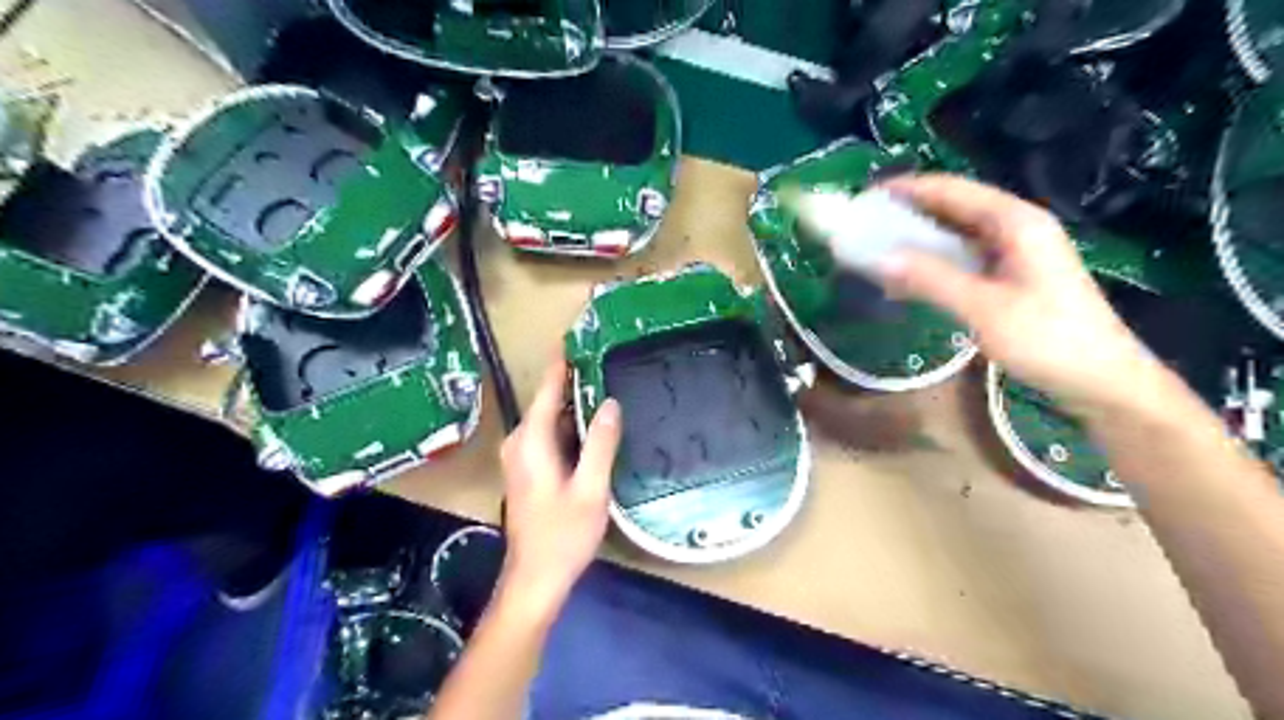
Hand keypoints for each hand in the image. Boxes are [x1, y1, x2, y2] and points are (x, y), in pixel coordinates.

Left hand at [495, 359, 620, 617]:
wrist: (535, 578)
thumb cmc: (563, 535)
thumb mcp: (591, 489)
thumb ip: (600, 444)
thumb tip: (609, 403)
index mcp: (532, 441)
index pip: (547, 389)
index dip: (561, 362)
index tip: (575, 335)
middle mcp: (520, 442)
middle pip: (546, 401)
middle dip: (571, 378)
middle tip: (603, 357)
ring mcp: (520, 456)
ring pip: (548, 418)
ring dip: (571, 402)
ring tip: (603, 382)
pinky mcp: (527, 469)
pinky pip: (548, 434)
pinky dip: (568, 423)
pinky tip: (591, 423)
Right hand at [878, 171, 1170, 416]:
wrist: (1100, 380)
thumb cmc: (1047, 339)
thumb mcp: (983, 308)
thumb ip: (931, 279)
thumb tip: (878, 257)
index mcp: (1015, 222)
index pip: (951, 189)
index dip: (907, 188)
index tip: (866, 198)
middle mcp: (1016, 227)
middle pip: (954, 206)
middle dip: (908, 211)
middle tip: (865, 225)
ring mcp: (1015, 252)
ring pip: (957, 233)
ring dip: (918, 238)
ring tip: (878, 248)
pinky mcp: (1011, 276)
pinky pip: (963, 257)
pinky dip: (933, 262)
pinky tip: (909, 277)